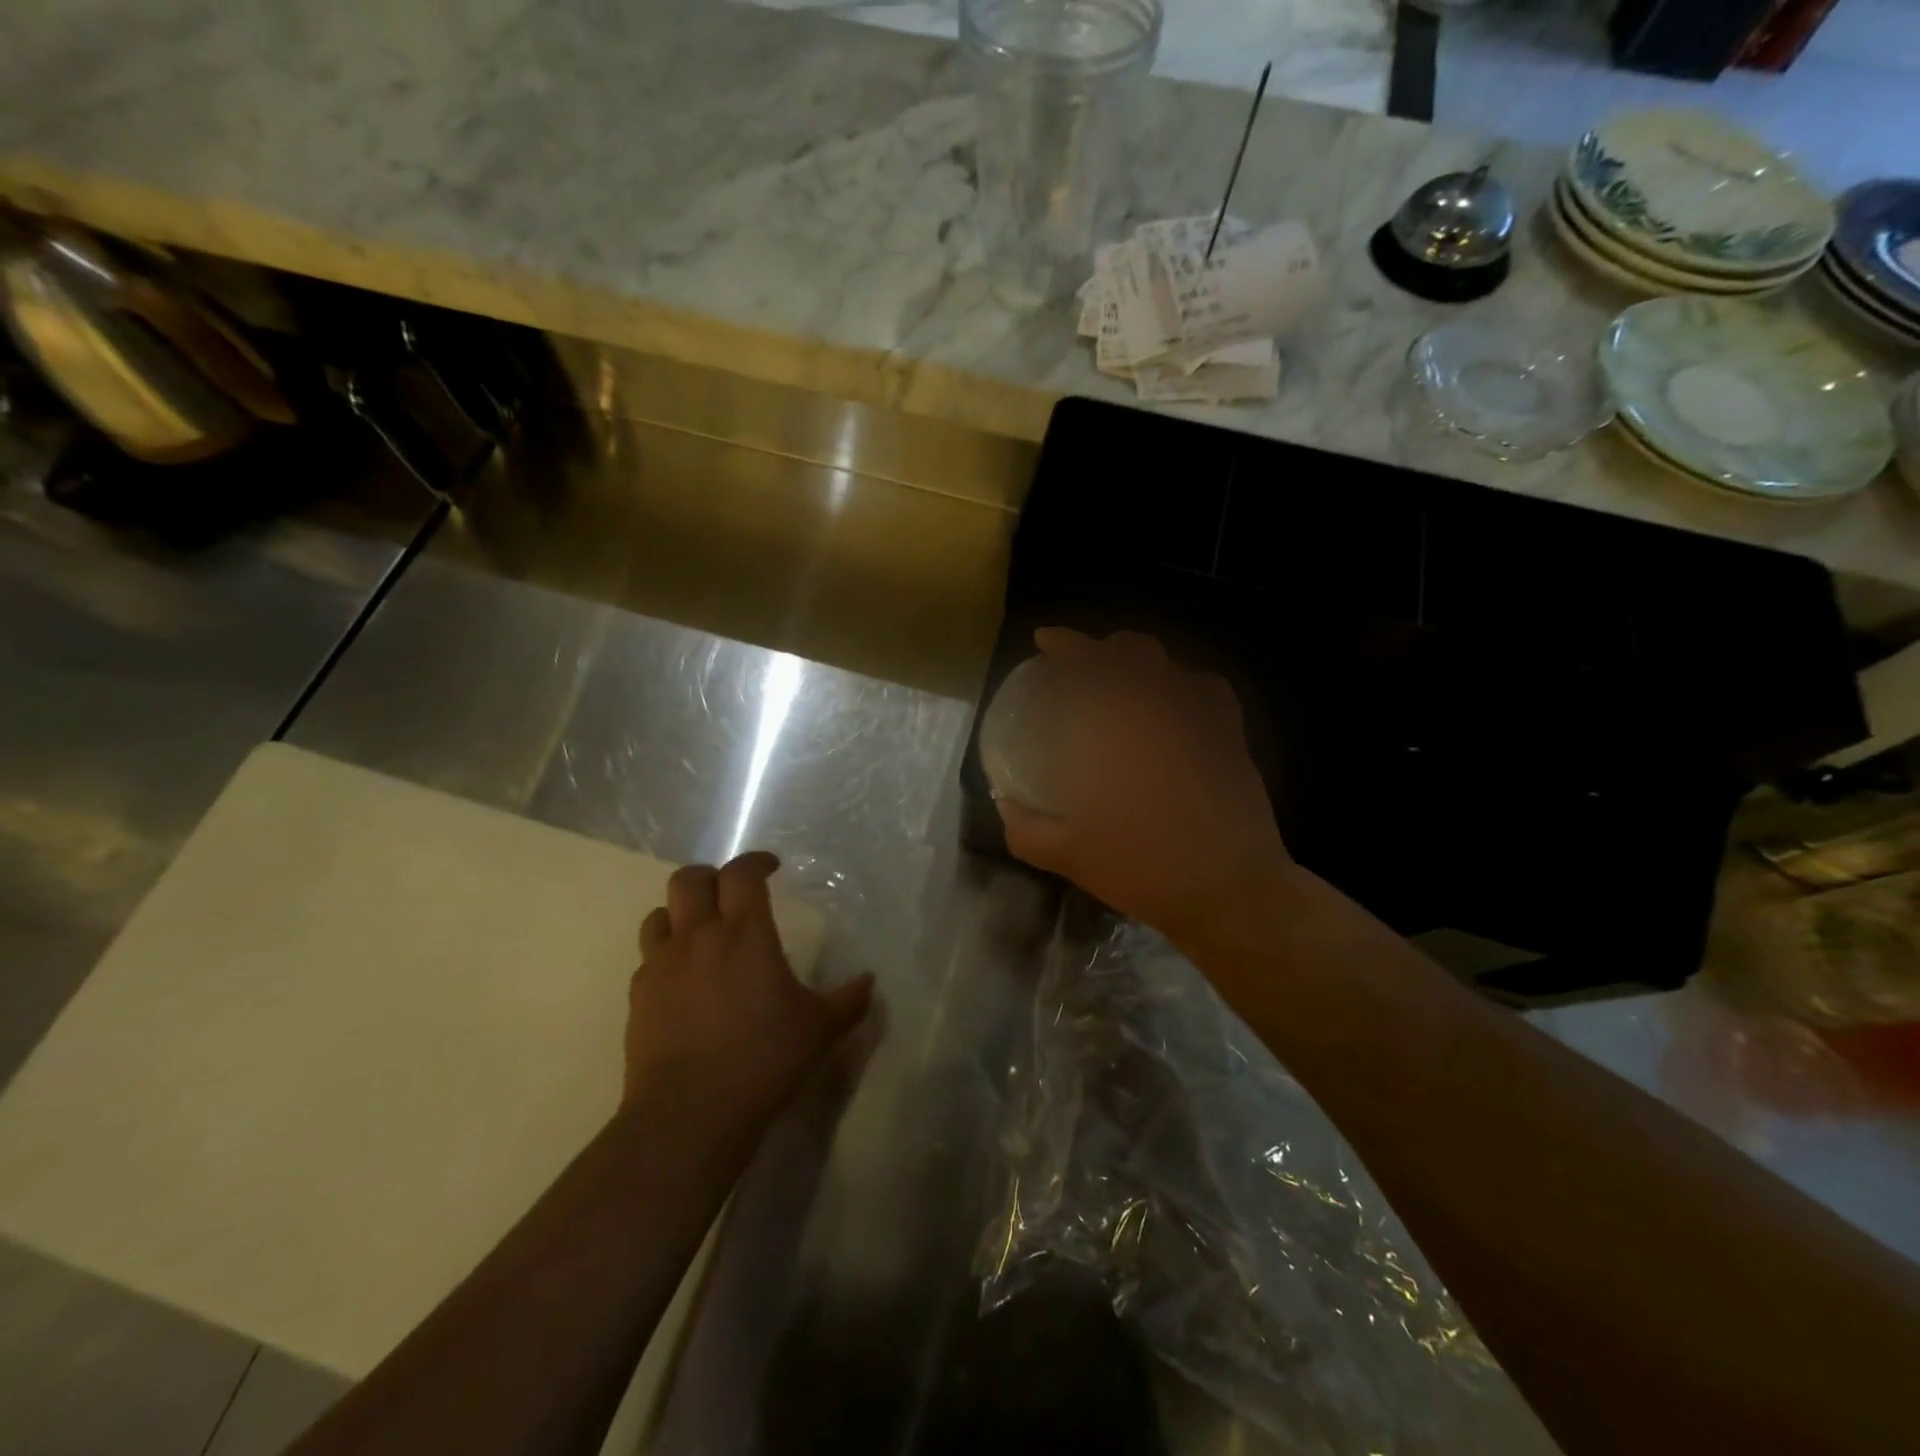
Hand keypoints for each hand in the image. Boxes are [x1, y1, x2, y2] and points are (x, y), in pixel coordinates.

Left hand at [625, 852, 872, 1123]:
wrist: (690, 1113)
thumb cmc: (763, 1059)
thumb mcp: (819, 1030)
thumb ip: (847, 1001)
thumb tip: (869, 982)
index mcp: (744, 933)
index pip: (742, 873)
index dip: (755, 861)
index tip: (770, 867)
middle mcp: (698, 937)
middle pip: (689, 880)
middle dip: (711, 877)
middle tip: (731, 894)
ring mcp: (661, 966)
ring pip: (659, 914)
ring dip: (680, 914)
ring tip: (700, 932)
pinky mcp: (638, 998)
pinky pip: (648, 960)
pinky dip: (665, 957)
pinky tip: (682, 981)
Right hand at [995, 629, 1293, 949]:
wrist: (1227, 888)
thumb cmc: (1141, 866)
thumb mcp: (1067, 854)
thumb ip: (1024, 828)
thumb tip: (1005, 806)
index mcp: (1113, 725)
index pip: (1086, 661)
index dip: (1064, 643)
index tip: (1045, 640)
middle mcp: (1158, 705)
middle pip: (1130, 649)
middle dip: (1100, 647)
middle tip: (1080, 664)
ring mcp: (1200, 714)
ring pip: (1168, 662)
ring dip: (1139, 660)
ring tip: (1122, 678)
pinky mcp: (1230, 731)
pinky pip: (1205, 686)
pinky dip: (1182, 682)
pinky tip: (1173, 701)